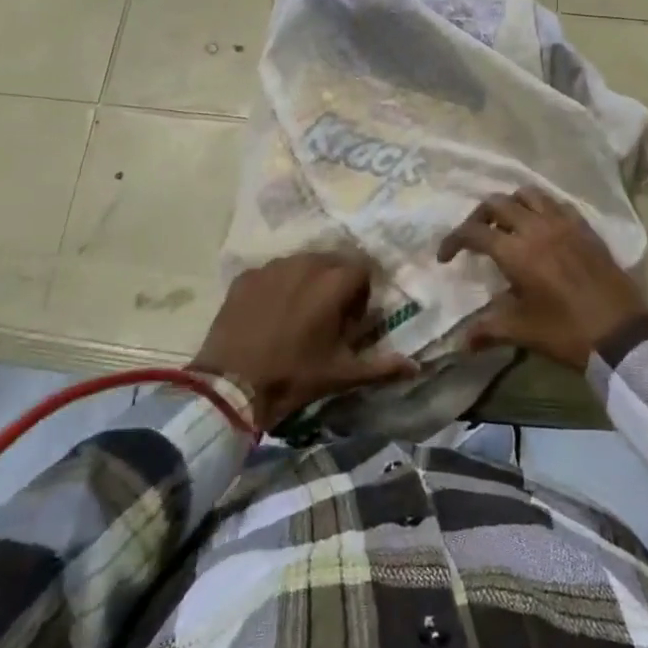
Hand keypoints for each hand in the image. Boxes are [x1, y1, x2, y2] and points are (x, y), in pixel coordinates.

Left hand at [191, 250, 417, 430]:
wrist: (230, 386)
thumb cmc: (293, 377)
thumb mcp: (341, 374)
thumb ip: (381, 366)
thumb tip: (416, 366)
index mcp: (333, 282)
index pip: (362, 268)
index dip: (361, 291)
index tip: (351, 318)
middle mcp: (305, 263)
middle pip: (332, 261)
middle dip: (335, 282)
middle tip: (327, 316)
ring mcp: (272, 267)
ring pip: (300, 263)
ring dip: (306, 281)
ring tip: (297, 315)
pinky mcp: (246, 276)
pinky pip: (271, 273)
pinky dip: (276, 287)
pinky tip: (268, 315)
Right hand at [438, 189, 647, 370]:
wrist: (622, 333)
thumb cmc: (567, 332)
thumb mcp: (523, 332)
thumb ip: (488, 329)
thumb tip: (462, 341)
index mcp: (516, 251)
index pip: (474, 232)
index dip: (453, 240)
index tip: (445, 257)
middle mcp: (536, 227)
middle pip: (497, 203)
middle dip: (479, 216)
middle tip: (475, 238)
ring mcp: (563, 223)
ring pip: (528, 194)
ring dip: (511, 204)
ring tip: (507, 226)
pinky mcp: (584, 227)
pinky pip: (556, 203)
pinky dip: (540, 207)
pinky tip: (540, 227)